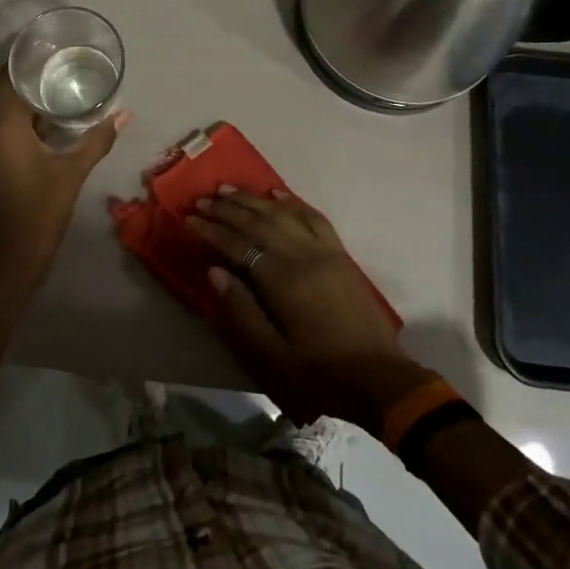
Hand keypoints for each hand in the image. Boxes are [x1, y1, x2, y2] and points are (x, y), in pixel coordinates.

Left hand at [0, 73, 126, 294]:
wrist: (12, 262)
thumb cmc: (39, 212)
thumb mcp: (72, 174)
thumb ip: (97, 140)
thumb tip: (124, 114)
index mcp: (4, 129)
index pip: (8, 79)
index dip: (24, 57)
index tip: (48, 42)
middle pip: (8, 93)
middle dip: (34, 76)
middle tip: (65, 59)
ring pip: (10, 113)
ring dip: (33, 99)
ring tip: (64, 82)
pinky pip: (11, 130)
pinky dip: (31, 119)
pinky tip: (56, 118)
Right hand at [186, 187, 431, 427]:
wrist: (381, 379)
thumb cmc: (321, 374)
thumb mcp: (273, 356)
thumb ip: (241, 312)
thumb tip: (214, 272)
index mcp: (285, 281)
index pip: (240, 245)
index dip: (212, 231)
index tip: (188, 219)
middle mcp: (304, 256)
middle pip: (260, 223)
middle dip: (228, 209)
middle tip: (202, 199)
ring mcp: (326, 252)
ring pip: (285, 214)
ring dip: (255, 199)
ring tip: (229, 189)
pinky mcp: (341, 255)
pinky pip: (314, 218)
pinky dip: (294, 202)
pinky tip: (277, 193)